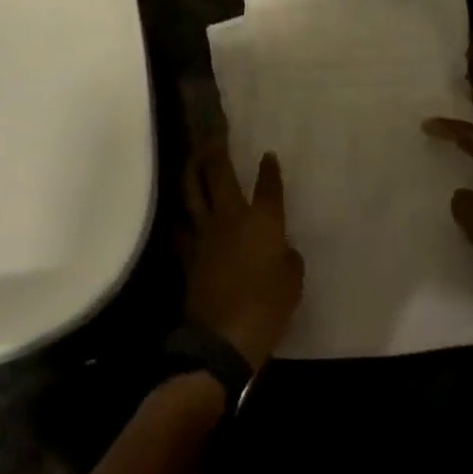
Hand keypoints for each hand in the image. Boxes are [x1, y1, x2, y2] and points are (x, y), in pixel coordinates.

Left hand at [181, 142, 304, 370]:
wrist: (224, 338)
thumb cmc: (268, 307)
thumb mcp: (292, 282)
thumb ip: (288, 258)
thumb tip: (282, 249)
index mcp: (262, 221)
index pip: (268, 186)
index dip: (269, 169)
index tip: (267, 155)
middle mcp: (231, 217)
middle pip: (219, 174)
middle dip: (216, 151)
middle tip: (214, 136)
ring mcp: (204, 233)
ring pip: (192, 191)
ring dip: (192, 171)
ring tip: (193, 158)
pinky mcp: (186, 253)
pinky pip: (180, 225)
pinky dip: (180, 215)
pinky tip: (180, 211)